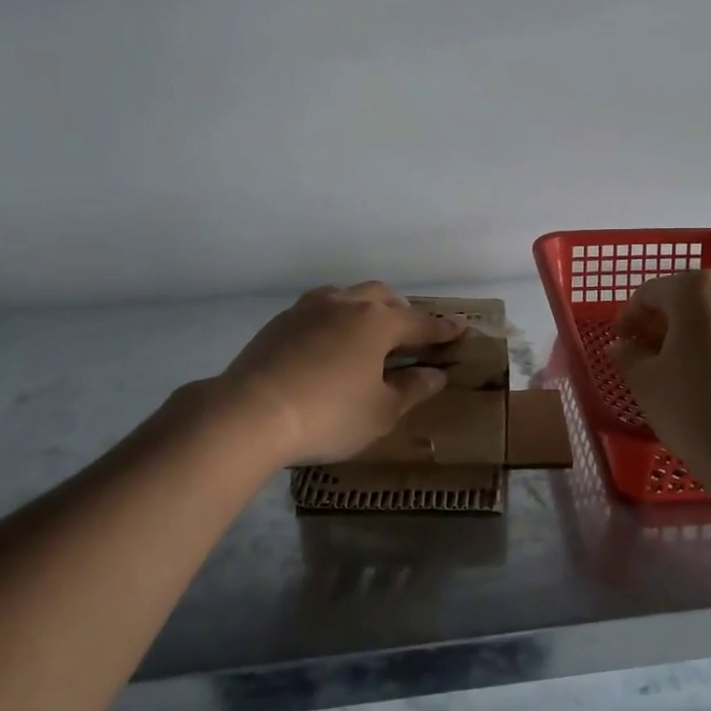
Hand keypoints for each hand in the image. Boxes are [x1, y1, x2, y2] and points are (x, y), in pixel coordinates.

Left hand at [210, 282, 465, 465]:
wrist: (250, 413)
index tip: (459, 328)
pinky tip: (328, 342)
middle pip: (382, 297)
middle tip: (409, 334)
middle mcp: (346, 304)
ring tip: (367, 332)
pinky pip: (319, 309)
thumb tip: (435, 374)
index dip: (442, 329)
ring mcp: (309, 309)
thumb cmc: (328, 415)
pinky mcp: (280, 322)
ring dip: (365, 308)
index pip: (420, 322)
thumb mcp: (380, 412)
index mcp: (377, 322)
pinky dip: (335, 318)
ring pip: (347, 296)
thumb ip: (412, 389)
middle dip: (401, 311)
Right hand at [610, 270, 710, 466]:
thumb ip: (628, 354)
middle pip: (688, 301)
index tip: (621, 342)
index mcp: (697, 290)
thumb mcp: (645, 381)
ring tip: (683, 371)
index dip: (629, 317)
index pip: (650, 293)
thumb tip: (623, 346)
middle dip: (665, 324)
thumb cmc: (692, 407)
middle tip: (648, 355)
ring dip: (696, 337)